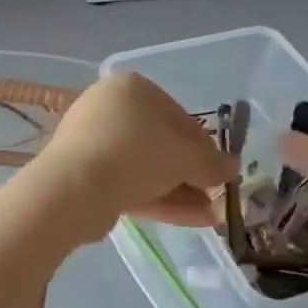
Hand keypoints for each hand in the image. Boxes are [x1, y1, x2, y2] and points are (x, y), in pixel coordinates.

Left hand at [35, 73, 237, 242]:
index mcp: (131, 88)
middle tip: (214, 195)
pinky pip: (126, 182)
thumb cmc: (137, 153)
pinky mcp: (83, 173)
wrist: (75, 187)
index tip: (221, 170)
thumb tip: (231, 168)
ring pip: (144, 167)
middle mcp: (108, 108)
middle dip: (190, 173)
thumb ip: (212, 163)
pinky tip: (188, 219)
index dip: (204, 145)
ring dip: (178, 190)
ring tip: (209, 216)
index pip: (178, 115)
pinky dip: (156, 199)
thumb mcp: (186, 157)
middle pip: (160, 143)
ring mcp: (92, 141)